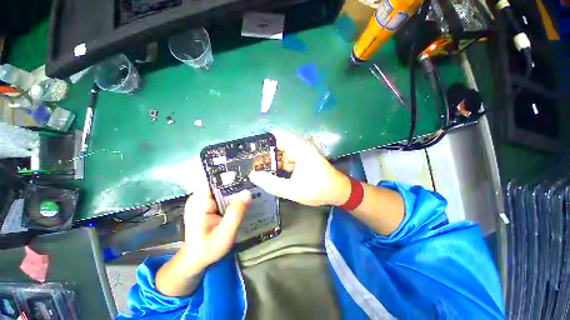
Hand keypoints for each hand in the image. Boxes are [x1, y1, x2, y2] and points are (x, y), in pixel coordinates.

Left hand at [181, 187, 250, 270]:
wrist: (195, 260)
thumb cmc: (207, 250)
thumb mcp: (224, 234)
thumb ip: (235, 213)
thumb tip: (247, 193)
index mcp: (199, 202)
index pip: (218, 181)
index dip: (233, 178)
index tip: (249, 180)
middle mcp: (199, 197)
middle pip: (222, 184)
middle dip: (237, 186)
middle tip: (253, 189)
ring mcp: (202, 200)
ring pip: (223, 189)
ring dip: (236, 192)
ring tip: (250, 195)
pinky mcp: (206, 204)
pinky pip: (222, 195)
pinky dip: (232, 198)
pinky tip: (241, 203)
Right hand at [249, 130, 350, 206]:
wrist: (338, 191)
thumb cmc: (318, 189)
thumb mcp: (293, 190)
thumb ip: (272, 183)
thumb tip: (253, 175)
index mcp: (299, 147)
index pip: (275, 136)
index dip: (261, 142)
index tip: (249, 152)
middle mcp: (300, 145)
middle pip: (277, 144)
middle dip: (264, 153)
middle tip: (251, 164)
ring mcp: (302, 151)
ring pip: (281, 151)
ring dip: (271, 159)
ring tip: (258, 169)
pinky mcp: (303, 157)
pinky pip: (287, 157)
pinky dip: (279, 163)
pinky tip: (272, 172)